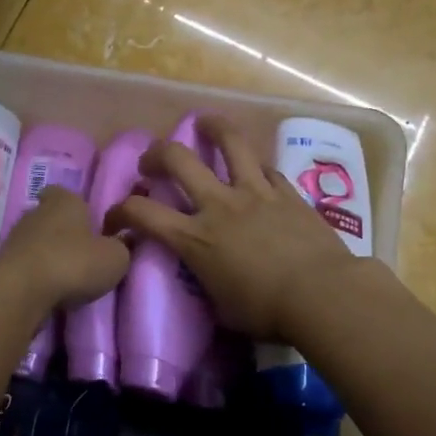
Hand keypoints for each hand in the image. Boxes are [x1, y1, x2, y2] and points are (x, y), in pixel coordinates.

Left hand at [0, 187, 130, 310]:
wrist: (21, 291)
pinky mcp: (2, 263)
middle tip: (82, 252)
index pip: (66, 192)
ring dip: (48, 254)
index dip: (77, 206)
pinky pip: (25, 263)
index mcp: (65, 200)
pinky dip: (36, 272)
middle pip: (51, 216)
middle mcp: (36, 211)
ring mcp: (15, 236)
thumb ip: (122, 246)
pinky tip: (47, 288)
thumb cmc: (74, 263)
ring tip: (66, 274)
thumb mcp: (115, 258)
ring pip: (36, 240)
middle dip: (64, 232)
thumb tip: (123, 240)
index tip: (89, 222)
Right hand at [105, 115, 368, 340]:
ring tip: (205, 123)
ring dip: (212, 127)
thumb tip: (204, 274)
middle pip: (177, 158)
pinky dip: (254, 166)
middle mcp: (218, 205)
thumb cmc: (265, 312)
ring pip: (229, 142)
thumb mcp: (220, 306)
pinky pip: (265, 167)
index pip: (141, 213)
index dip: (118, 212)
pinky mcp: (286, 192)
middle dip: (156, 153)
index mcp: (194, 238)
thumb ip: (205, 280)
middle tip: (152, 161)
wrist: (322, 295)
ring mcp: (255, 192)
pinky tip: (254, 169)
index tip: (114, 220)